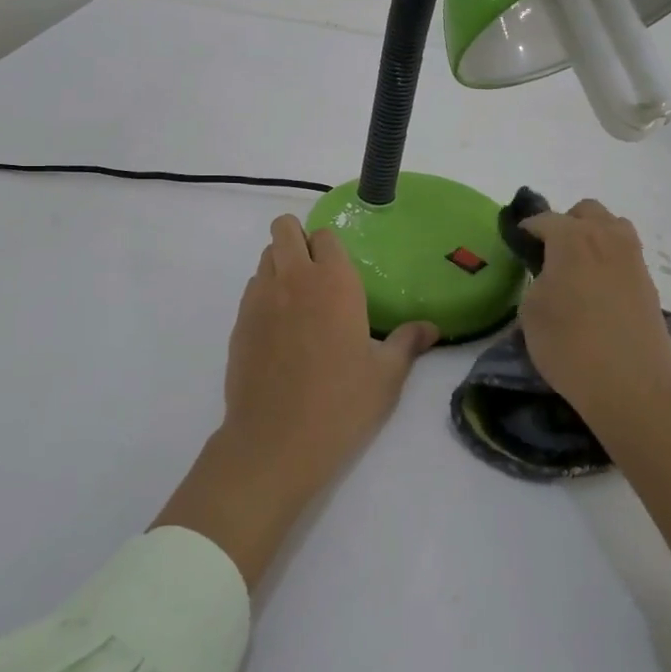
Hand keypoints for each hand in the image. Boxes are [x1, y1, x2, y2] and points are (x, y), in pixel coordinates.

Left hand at [152, 216, 436, 588]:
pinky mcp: (239, 323)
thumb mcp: (386, 376)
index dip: (332, 247)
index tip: (341, 269)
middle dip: (297, 238)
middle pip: (284, 229)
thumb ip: (408, 344)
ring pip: (265, 257)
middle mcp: (294, 279)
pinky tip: (279, 329)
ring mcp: (260, 299)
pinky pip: (252, 289)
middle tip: (315, 272)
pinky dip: (264, 295)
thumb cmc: (341, 405)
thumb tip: (431, 328)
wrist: (276, 443)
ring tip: (297, 300)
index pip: (326, 236)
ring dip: (280, 265)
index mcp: (334, 282)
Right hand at [521, 198, 670, 576]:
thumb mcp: (531, 312)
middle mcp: (606, 238)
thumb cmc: (570, 348)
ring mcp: (633, 260)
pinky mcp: (649, 284)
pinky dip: (609, 260)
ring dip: (594, 236)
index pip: (544, 219)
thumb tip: (548, 273)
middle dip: (566, 223)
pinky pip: (626, 255)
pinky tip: (598, 291)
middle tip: (550, 253)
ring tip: (578, 267)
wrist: (632, 388)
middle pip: (586, 211)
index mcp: (572, 239)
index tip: (516, 243)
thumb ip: (537, 280)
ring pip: (613, 227)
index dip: (526, 229)